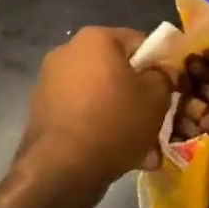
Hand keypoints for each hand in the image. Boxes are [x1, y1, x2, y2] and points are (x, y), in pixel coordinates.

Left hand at [15, 26, 173, 207]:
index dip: (158, 66)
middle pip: (116, 71)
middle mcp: (68, 52)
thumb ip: (165, 77)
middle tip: (154, 122)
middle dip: (137, 96)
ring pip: (99, 96)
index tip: (167, 90)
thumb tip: (164, 71)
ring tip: (140, 149)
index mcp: (95, 38)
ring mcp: (50, 83)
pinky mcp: (41, 112)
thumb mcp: (156, 97)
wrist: (61, 169)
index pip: (138, 42)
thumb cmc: (114, 121)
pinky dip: (98, 129)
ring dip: (119, 116)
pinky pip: (81, 115)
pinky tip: (116, 156)